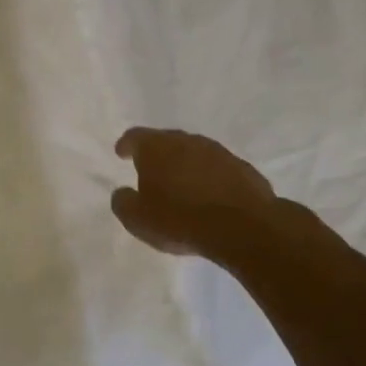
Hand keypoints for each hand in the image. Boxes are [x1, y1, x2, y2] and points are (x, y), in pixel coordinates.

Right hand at [111, 127, 277, 258]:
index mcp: (156, 147)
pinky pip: (219, 169)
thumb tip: (123, 193)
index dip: (126, 145)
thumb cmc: (179, 219)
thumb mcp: (137, 219)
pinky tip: (209, 197)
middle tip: (151, 171)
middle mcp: (186, 141)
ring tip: (181, 186)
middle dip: (157, 155)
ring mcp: (218, 152)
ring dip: (185, 165)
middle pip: (166, 141)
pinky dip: (210, 178)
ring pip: (194, 153)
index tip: (121, 153)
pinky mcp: (243, 168)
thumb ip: (123, 202)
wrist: (243, 228)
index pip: (135, 137)